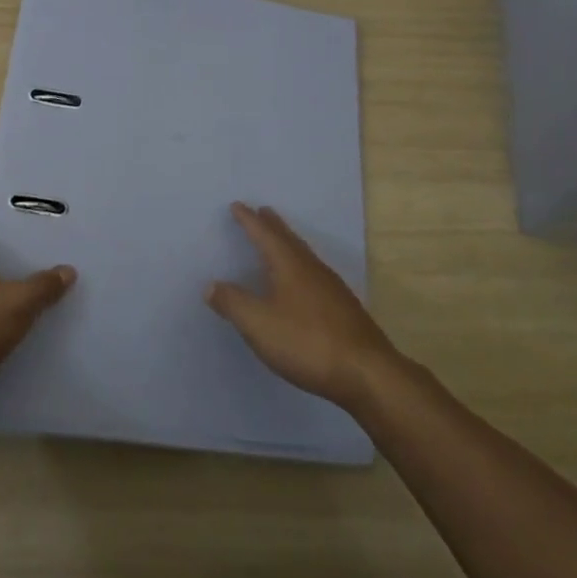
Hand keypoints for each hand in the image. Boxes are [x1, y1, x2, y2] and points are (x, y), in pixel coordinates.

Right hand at [206, 203, 401, 412]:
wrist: (366, 372)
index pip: (265, 235)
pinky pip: (314, 273)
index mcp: (290, 266)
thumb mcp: (259, 324)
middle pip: (289, 239)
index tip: (237, 205)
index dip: (249, 221)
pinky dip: (300, 266)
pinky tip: (302, 282)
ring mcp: (331, 287)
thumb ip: (233, 303)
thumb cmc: (306, 342)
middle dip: (273, 225)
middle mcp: (312, 269)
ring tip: (279, 240)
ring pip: (304, 255)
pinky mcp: (342, 307)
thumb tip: (211, 284)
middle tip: (262, 211)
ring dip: (288, 243)